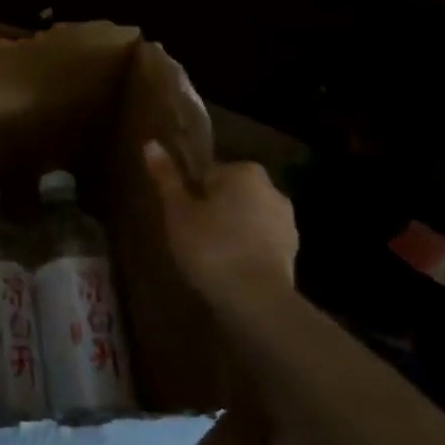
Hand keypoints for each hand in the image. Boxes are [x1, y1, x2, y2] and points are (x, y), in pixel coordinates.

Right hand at [143, 141, 296, 312]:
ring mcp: (286, 221)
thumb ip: (167, 178)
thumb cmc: (211, 247)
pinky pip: (259, 241)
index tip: (180, 215)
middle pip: (230, 193)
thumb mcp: (178, 212)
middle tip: (189, 235)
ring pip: (246, 217)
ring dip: (230, 229)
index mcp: (243, 172)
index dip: (190, 193)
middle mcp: (271, 189)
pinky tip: (228, 269)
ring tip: (207, 256)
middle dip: (212, 209)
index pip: (208, 172)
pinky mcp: (292, 251)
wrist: (257, 301)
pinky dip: (245, 249)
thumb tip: (151, 143)